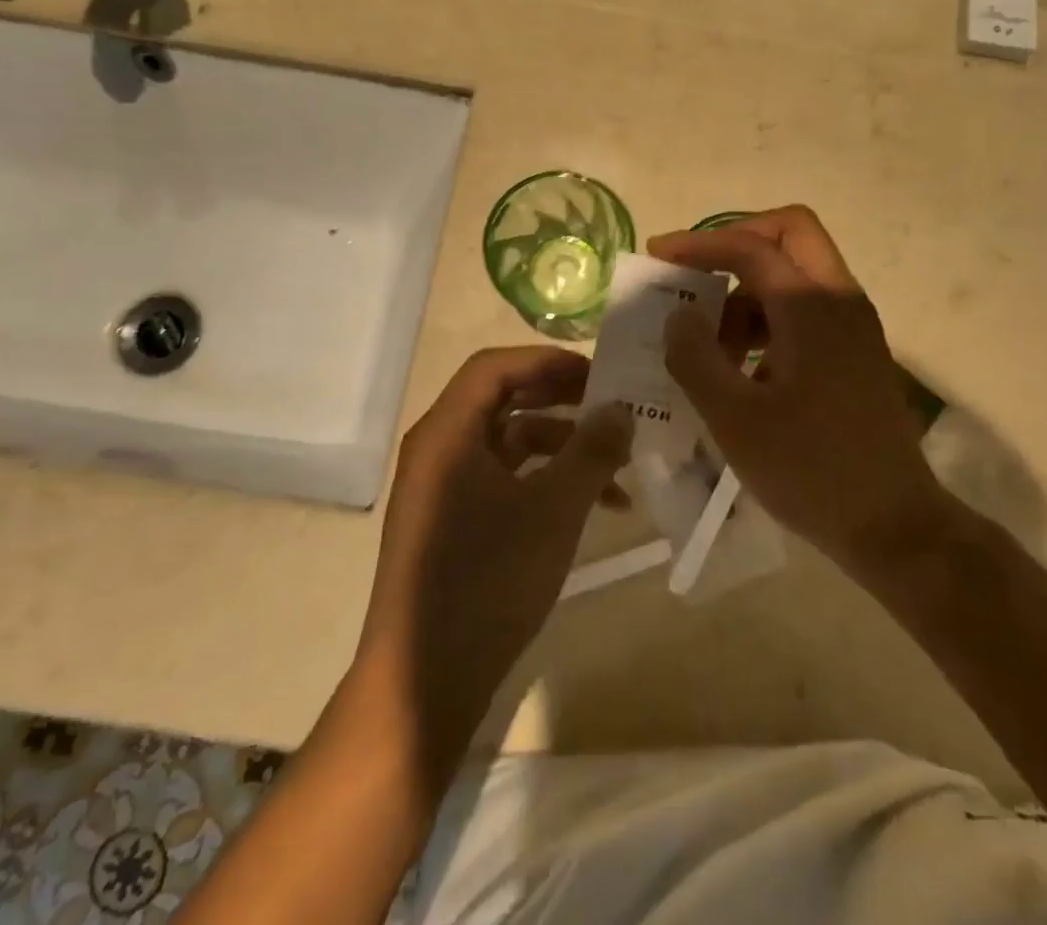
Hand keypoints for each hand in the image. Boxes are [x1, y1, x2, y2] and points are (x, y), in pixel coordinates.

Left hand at [355, 347, 631, 782]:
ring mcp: (442, 489)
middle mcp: (438, 450)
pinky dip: (545, 480)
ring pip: (508, 442)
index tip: (598, 373)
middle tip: (611, 404)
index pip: (495, 366)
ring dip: (562, 445)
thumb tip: (622, 409)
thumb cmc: (488, 581)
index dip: (548, 361)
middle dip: (561, 399)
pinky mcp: (452, 523)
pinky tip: (593, 505)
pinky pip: (502, 479)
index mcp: (447, 433)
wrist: (424, 685)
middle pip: (503, 399)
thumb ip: (592, 451)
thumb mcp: (554, 510)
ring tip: (617, 463)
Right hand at [648, 206, 944, 567]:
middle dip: (737, 242)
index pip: (751, 247)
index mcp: (811, 307)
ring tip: (710, 345)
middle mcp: (840, 300)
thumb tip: (679, 315)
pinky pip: (807, 310)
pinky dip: (768, 319)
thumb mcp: (735, 419)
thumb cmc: (811, 470)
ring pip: (797, 275)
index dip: (700, 244)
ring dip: (748, 292)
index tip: (658, 254)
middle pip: (790, 234)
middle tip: (696, 272)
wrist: (894, 525)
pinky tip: (742, 369)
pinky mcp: (857, 352)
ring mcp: (854, 326)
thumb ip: (696, 358)